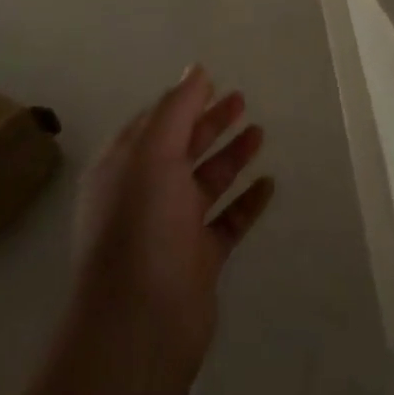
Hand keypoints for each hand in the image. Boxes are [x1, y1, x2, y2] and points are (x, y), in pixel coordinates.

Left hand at [70, 67, 274, 384]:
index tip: (213, 82)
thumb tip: (196, 70)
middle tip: (243, 100)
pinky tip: (269, 184)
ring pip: (207, 182)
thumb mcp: (153, 153)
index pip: (155, 123)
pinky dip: (246, 202)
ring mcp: (172, 229)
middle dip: (210, 123)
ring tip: (260, 133)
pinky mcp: (198, 260)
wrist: (138, 325)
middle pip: (183, 148)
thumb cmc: (141, 226)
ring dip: (231, 156)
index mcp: (125, 167)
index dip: (183, 101)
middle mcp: (146, 194)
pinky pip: (227, 222)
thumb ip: (176, 108)